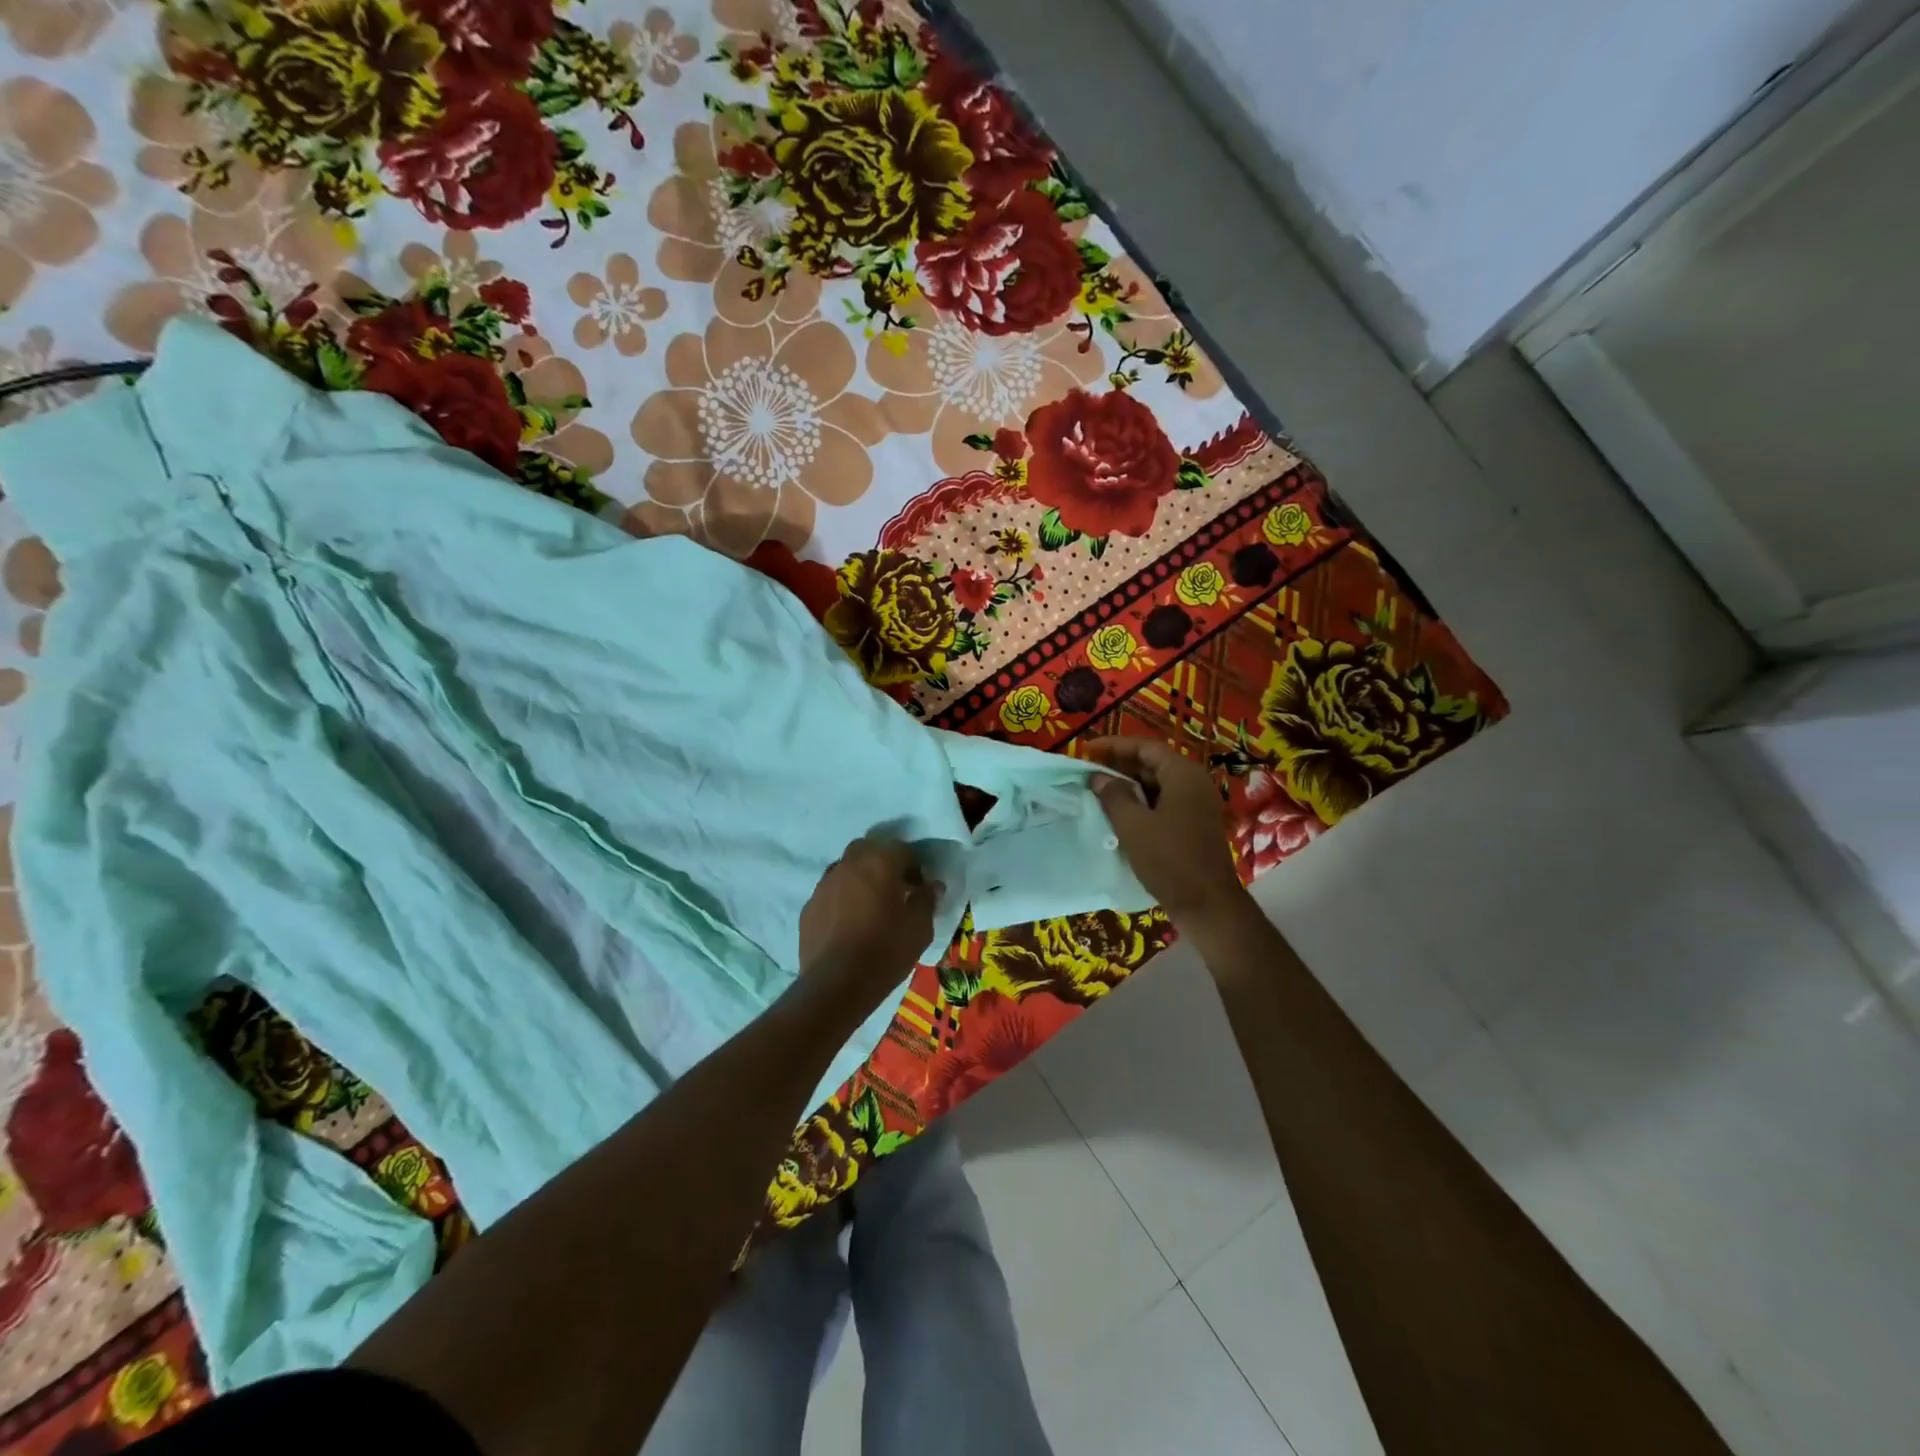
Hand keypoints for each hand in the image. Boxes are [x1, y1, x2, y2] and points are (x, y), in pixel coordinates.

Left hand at [796, 836, 937, 1015]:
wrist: (836, 984)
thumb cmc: (885, 951)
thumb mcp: (919, 929)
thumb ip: (926, 900)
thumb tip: (932, 886)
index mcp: (879, 863)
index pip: (901, 849)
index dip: (914, 866)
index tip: (919, 888)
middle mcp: (848, 865)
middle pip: (868, 850)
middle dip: (882, 862)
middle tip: (894, 889)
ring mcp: (824, 884)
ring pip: (845, 868)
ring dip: (860, 878)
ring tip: (869, 905)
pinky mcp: (809, 906)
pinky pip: (830, 892)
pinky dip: (841, 898)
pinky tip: (848, 922)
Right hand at [1085, 737, 1245, 925]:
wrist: (1207, 905)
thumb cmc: (1169, 860)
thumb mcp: (1133, 826)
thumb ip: (1113, 796)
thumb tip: (1098, 778)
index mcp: (1183, 774)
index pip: (1145, 747)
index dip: (1114, 746)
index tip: (1086, 751)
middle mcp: (1194, 783)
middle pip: (1153, 763)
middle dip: (1120, 765)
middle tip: (1089, 771)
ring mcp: (1197, 806)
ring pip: (1157, 784)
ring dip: (1129, 786)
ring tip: (1098, 792)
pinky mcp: (1195, 826)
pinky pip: (1164, 803)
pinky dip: (1141, 803)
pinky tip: (1119, 815)